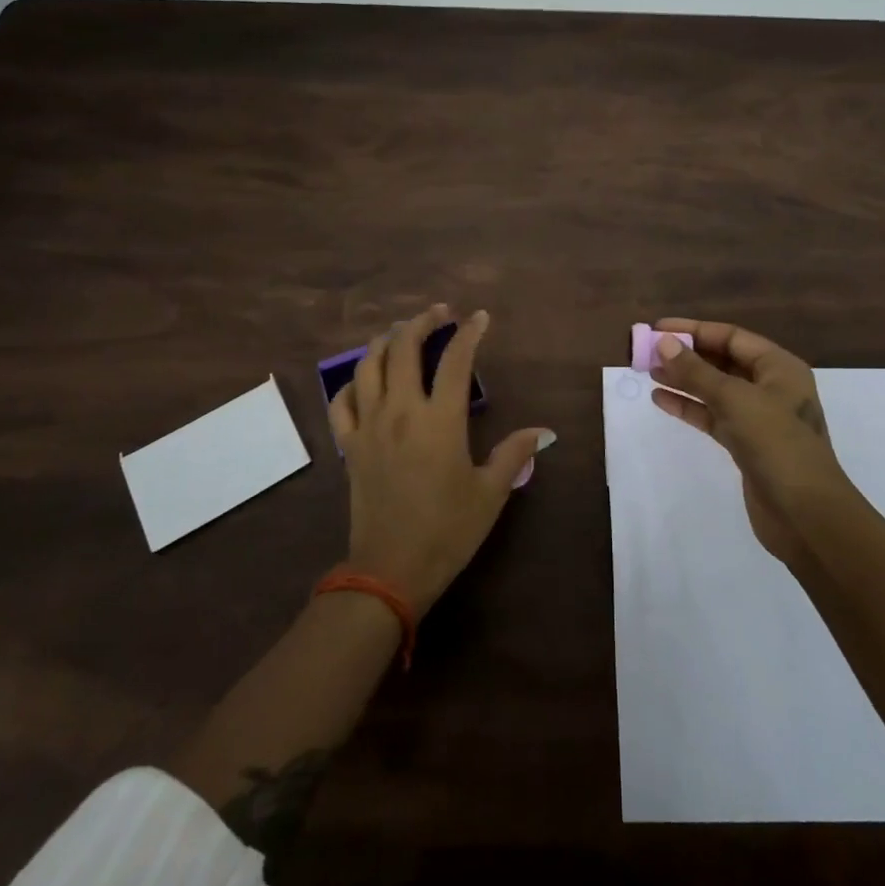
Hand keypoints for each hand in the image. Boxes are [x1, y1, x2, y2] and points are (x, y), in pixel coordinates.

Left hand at [328, 304, 554, 617]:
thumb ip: (514, 454)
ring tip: (402, 333)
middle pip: (404, 347)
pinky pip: (342, 402)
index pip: (455, 359)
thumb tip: (543, 431)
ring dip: (386, 341)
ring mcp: (369, 426)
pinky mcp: (349, 446)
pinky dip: (352, 382)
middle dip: (422, 321)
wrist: (390, 571)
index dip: (469, 332)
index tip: (479, 317)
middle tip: (439, 314)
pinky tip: (365, 380)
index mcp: (440, 420)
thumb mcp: (490, 494)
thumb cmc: (447, 531)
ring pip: (368, 365)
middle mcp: (401, 411)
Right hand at [648, 317, 857, 565]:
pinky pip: (713, 416)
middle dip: (686, 355)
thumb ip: (697, 371)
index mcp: (778, 367)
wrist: (806, 516)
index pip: (731, 336)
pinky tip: (661, 400)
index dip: (694, 330)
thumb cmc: (777, 445)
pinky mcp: (746, 444)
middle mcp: (770, 387)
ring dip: (683, 379)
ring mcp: (759, 417)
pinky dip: (689, 407)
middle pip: (722, 360)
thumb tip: (664, 343)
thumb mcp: (735, 400)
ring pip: (715, 389)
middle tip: (647, 351)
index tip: (658, 329)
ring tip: (648, 372)